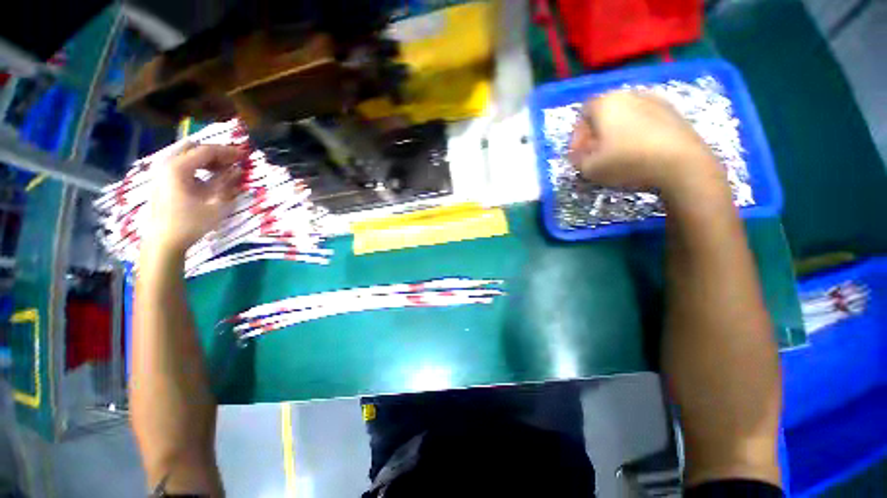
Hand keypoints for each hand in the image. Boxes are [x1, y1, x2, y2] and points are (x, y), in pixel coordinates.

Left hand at [143, 144, 242, 256]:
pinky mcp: (161, 179)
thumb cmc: (191, 223)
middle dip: (215, 152)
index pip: (206, 151)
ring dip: (206, 159)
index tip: (244, 156)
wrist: (164, 240)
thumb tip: (238, 169)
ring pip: (186, 154)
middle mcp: (166, 164)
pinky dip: (196, 165)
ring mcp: (161, 171)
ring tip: (223, 170)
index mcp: (178, 168)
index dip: (227, 152)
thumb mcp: (215, 203)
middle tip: (233, 162)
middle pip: (193, 148)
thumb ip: (226, 182)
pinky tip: (208, 177)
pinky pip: (180, 163)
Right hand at [569, 91, 726, 200]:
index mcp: (606, 103)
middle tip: (596, 154)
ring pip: (626, 116)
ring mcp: (655, 100)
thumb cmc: (627, 161)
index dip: (577, 135)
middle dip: (596, 134)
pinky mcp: (674, 112)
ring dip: (617, 133)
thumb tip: (578, 153)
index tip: (579, 154)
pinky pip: (646, 120)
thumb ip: (577, 159)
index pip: (582, 113)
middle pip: (605, 113)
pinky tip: (640, 152)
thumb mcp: (589, 168)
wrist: (681, 163)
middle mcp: (630, 94)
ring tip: (618, 154)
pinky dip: (637, 133)